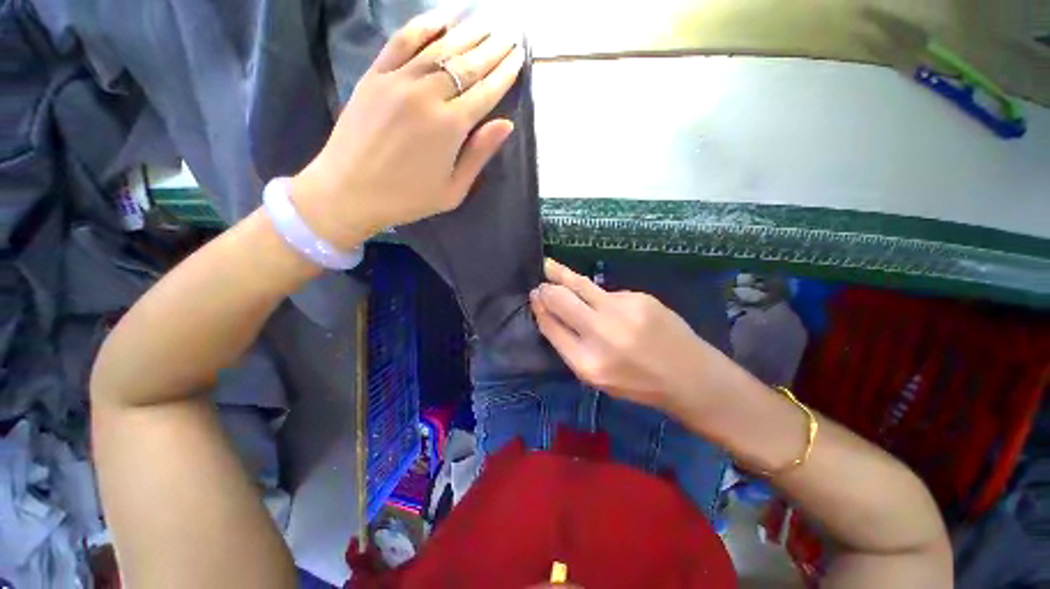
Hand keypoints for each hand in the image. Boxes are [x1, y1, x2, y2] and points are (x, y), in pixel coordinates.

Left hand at [291, 10, 525, 248]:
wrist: (348, 191)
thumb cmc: (407, 198)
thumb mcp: (453, 190)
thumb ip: (479, 155)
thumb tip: (506, 125)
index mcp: (450, 127)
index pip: (485, 91)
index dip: (504, 73)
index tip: (518, 57)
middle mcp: (427, 95)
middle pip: (467, 64)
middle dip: (492, 48)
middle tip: (509, 34)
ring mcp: (398, 80)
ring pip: (439, 47)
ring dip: (466, 32)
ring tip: (485, 22)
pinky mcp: (375, 75)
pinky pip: (402, 41)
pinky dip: (423, 26)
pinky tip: (441, 18)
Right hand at [530, 259, 727, 419]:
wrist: (690, 376)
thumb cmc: (638, 383)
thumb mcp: (597, 377)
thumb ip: (571, 346)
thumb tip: (550, 314)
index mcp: (587, 362)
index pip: (551, 326)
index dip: (540, 310)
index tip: (535, 297)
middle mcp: (601, 333)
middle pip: (561, 300)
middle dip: (547, 290)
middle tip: (541, 285)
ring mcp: (622, 311)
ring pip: (581, 286)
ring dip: (562, 275)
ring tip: (549, 266)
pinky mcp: (639, 297)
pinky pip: (608, 294)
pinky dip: (602, 299)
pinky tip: (611, 310)